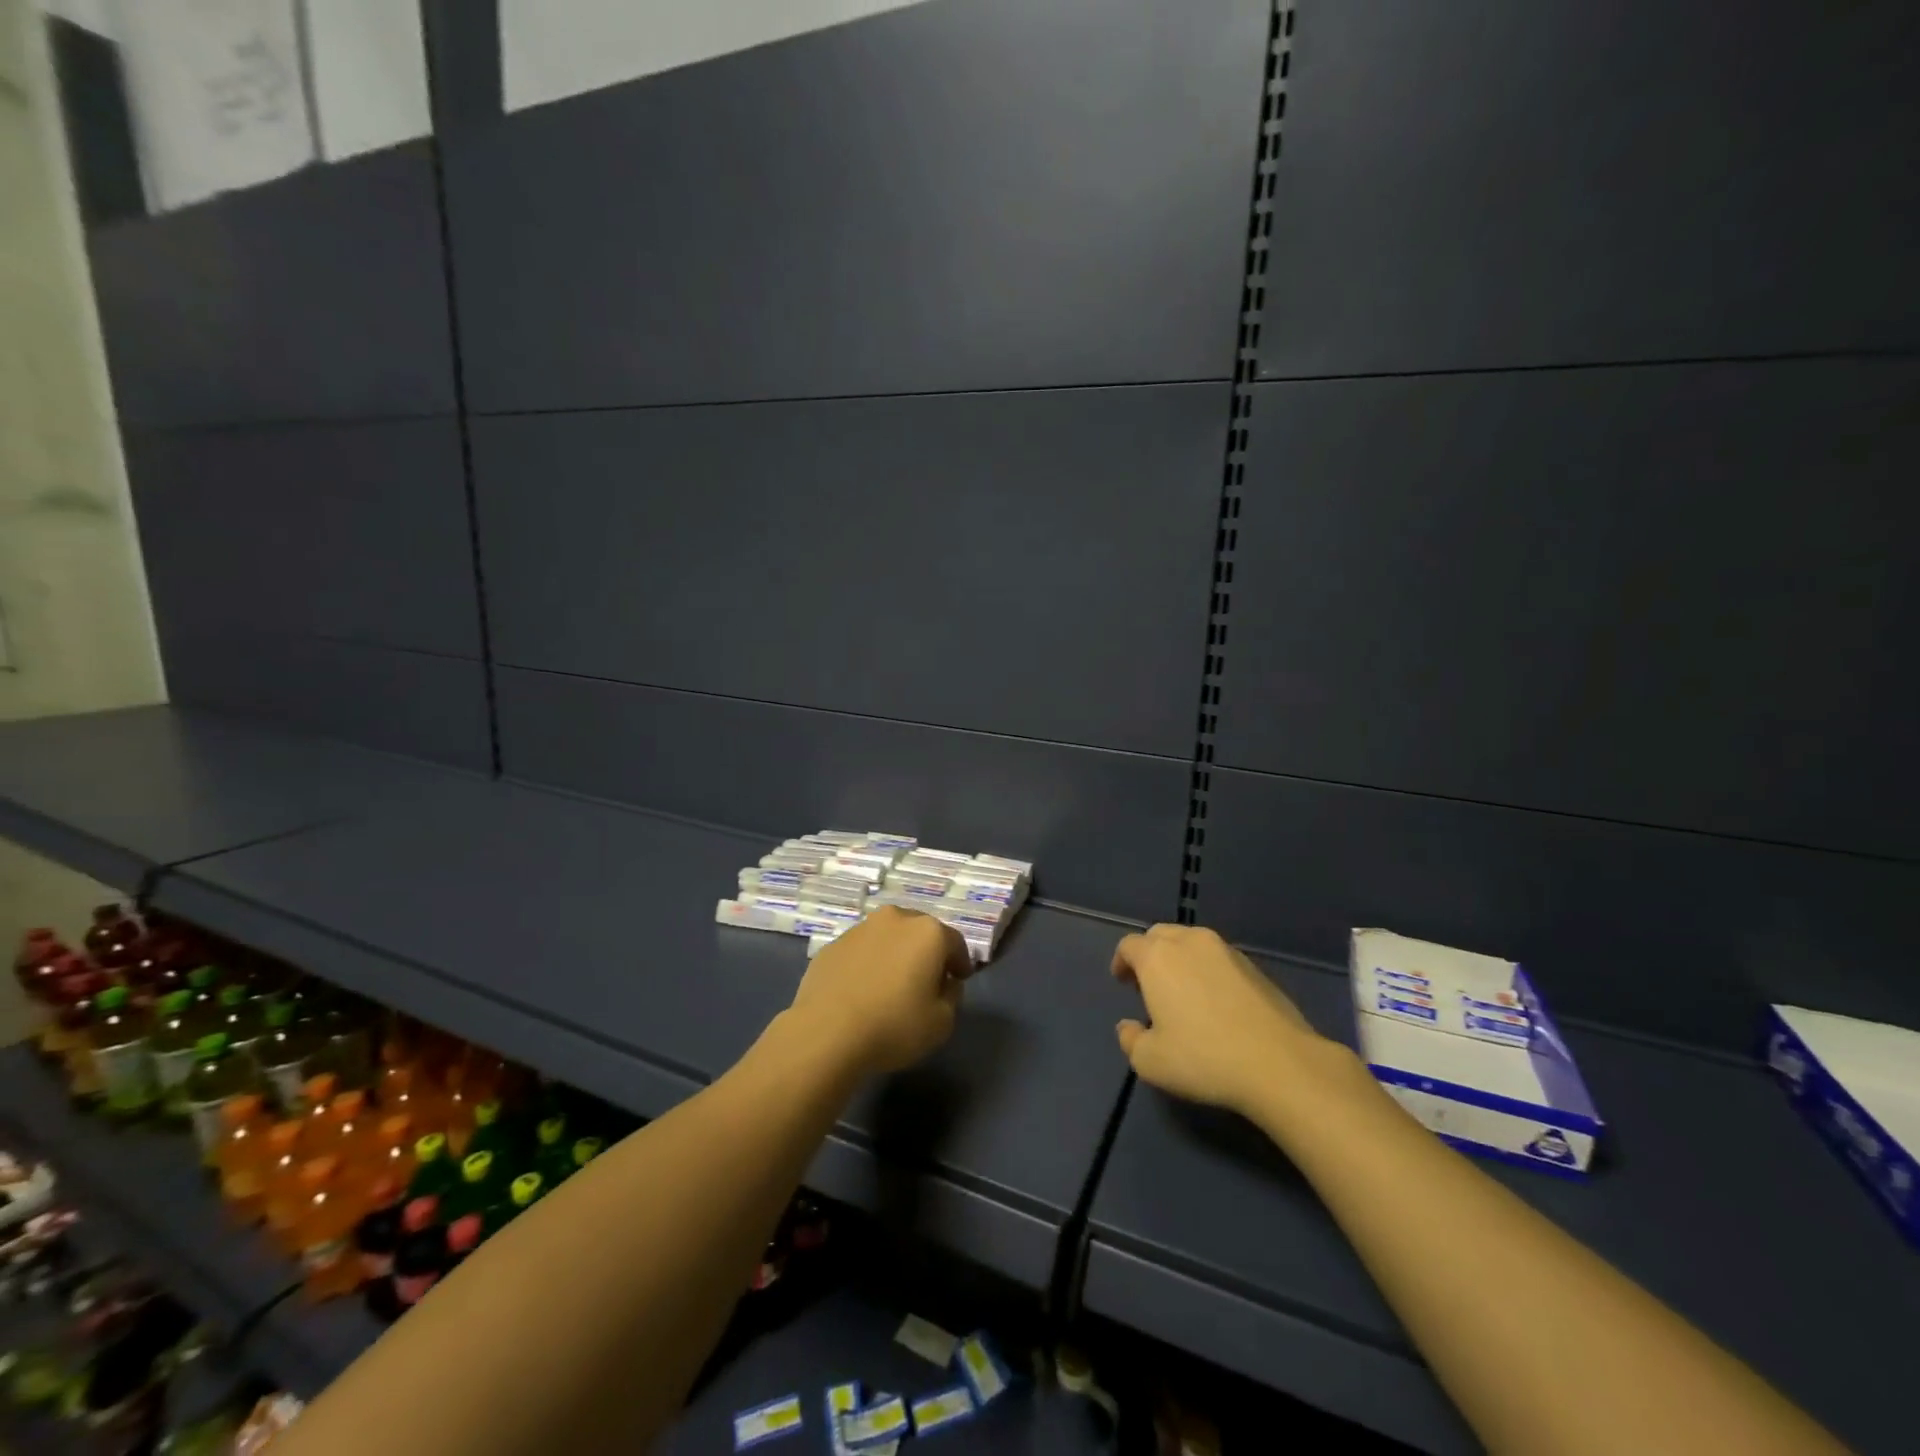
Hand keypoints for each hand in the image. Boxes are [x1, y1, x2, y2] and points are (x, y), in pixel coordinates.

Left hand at [788, 907, 968, 1076]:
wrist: (826, 1033)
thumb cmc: (894, 1025)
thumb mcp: (942, 1022)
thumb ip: (952, 996)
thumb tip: (944, 982)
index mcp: (927, 932)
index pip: (955, 942)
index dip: (961, 963)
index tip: (959, 980)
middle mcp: (894, 919)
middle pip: (920, 933)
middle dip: (927, 953)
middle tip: (927, 980)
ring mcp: (860, 929)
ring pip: (888, 938)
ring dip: (895, 955)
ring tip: (891, 985)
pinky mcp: (832, 945)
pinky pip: (861, 952)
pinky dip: (868, 964)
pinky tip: (863, 991)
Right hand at [1112, 924, 1329, 1115]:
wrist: (1279, 1064)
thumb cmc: (1204, 1058)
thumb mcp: (1150, 1061)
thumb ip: (1131, 1040)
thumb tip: (1128, 1027)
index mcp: (1158, 957)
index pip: (1129, 945)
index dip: (1121, 961)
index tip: (1123, 982)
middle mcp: (1190, 942)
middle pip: (1160, 934)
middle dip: (1150, 954)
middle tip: (1150, 984)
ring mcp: (1226, 951)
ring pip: (1192, 942)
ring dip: (1180, 958)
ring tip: (1183, 991)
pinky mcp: (1255, 966)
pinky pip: (1219, 958)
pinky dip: (1208, 969)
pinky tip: (1216, 1001)